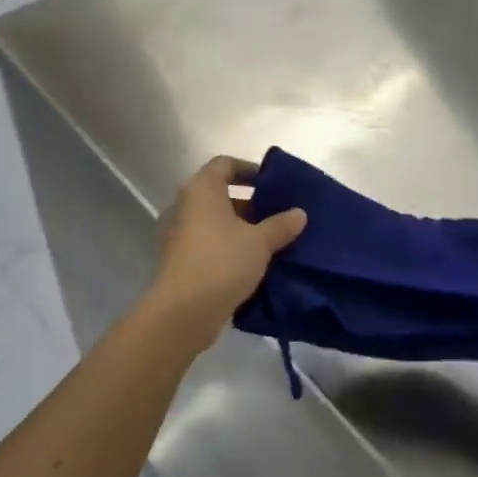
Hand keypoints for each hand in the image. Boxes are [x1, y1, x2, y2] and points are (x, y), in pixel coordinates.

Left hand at [149, 156, 306, 351]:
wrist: (182, 312)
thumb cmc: (222, 262)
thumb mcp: (260, 242)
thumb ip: (281, 225)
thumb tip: (299, 213)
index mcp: (202, 189)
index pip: (224, 164)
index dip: (249, 169)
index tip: (271, 184)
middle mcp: (185, 205)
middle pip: (219, 193)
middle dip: (249, 202)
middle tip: (276, 214)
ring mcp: (178, 234)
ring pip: (213, 220)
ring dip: (239, 227)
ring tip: (268, 240)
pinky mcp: (178, 260)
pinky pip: (206, 243)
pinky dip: (226, 246)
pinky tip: (250, 263)